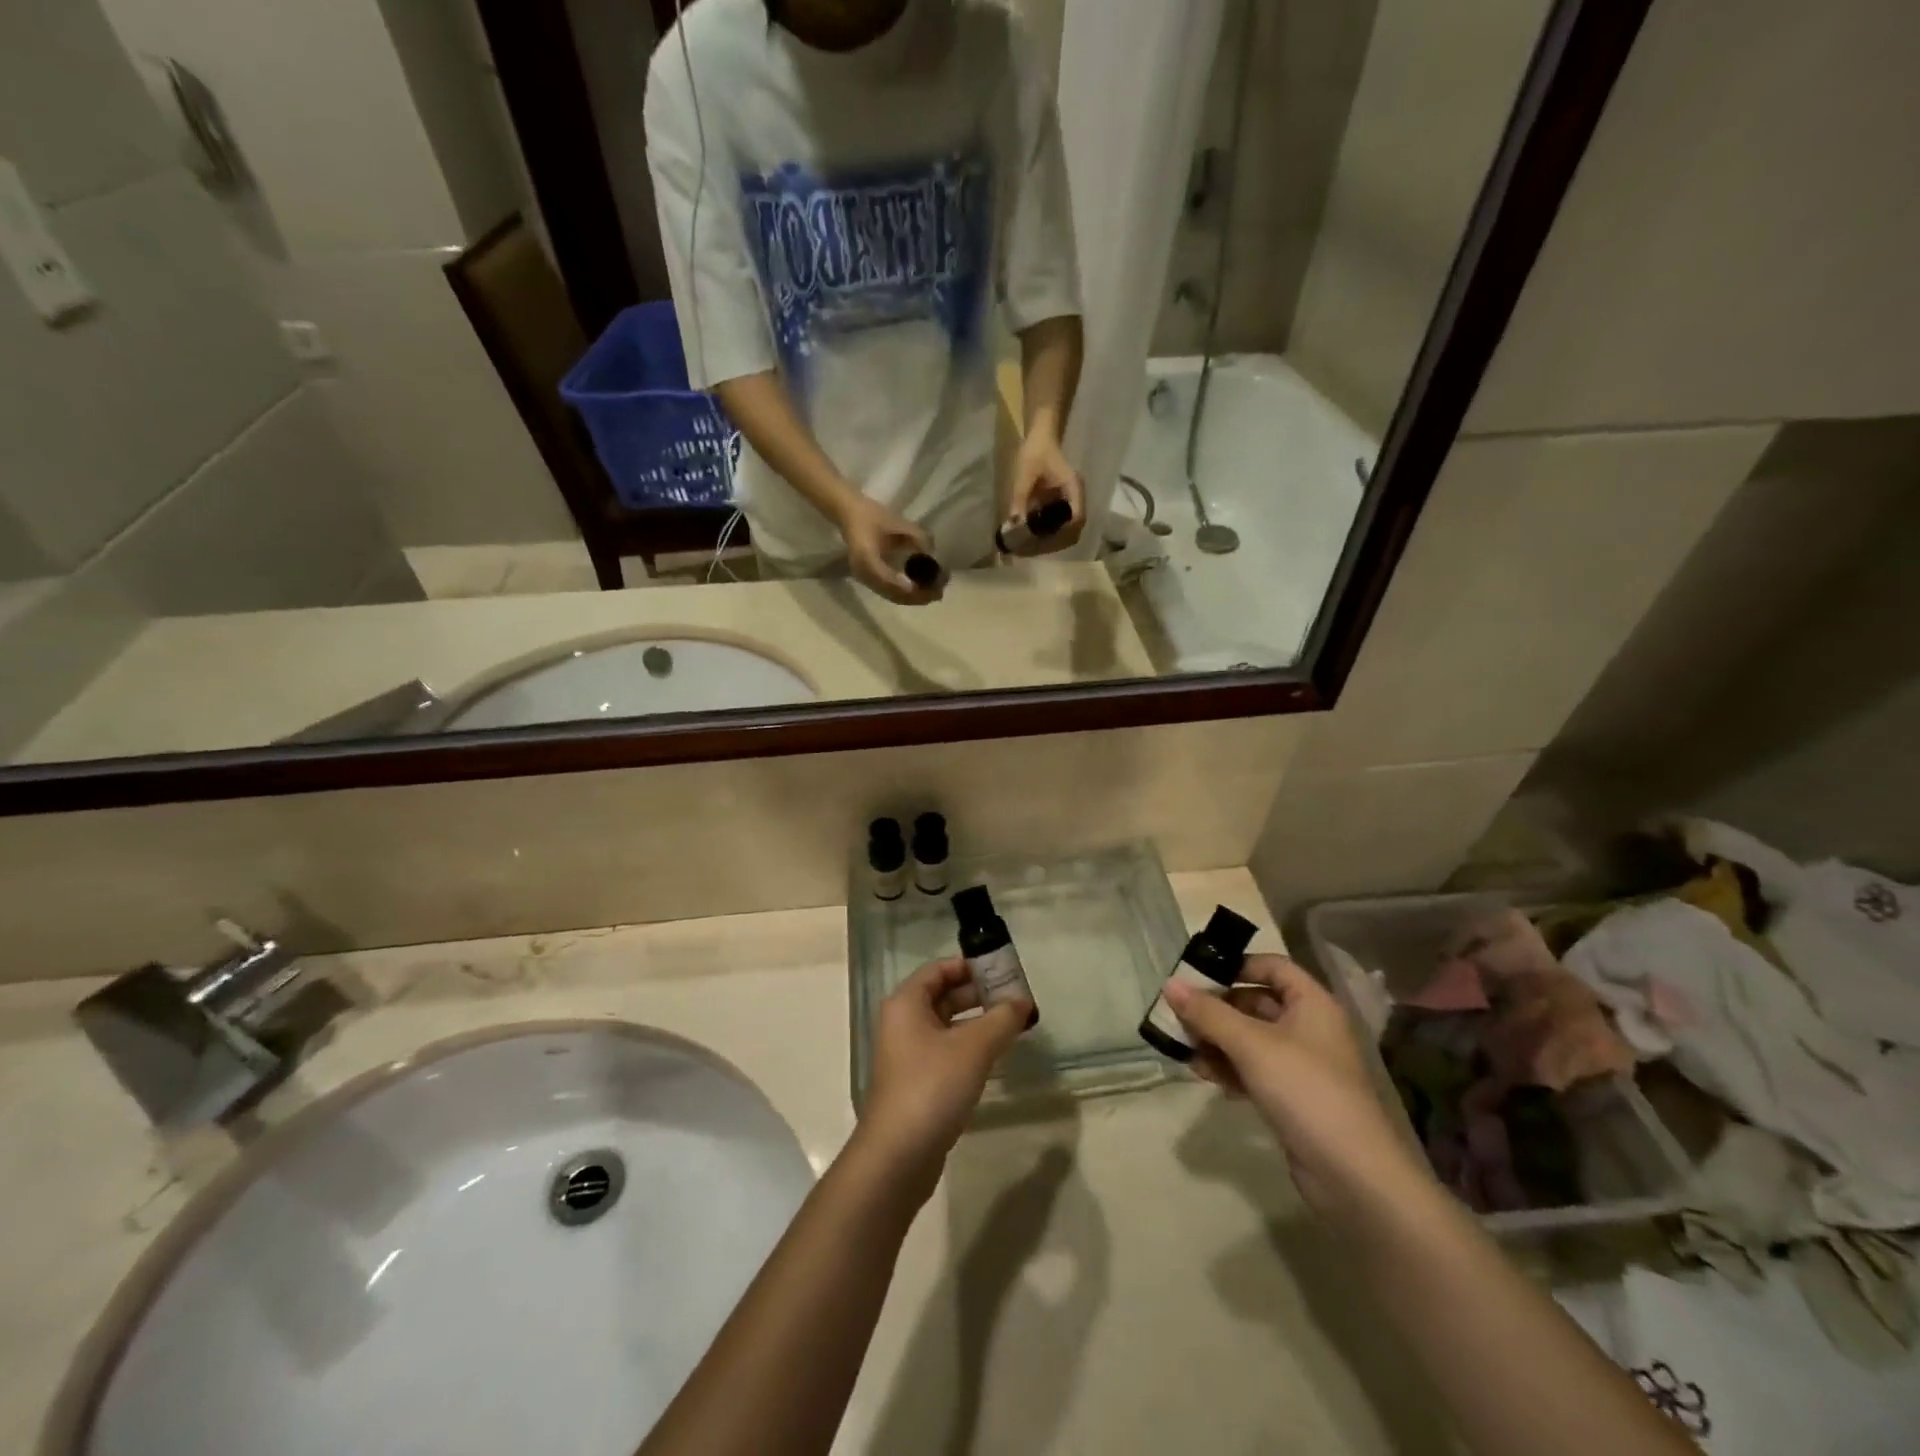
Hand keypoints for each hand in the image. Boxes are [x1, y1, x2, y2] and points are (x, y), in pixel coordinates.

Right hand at [836, 495, 941, 604]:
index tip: (929, 588)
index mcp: (866, 558)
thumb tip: (933, 553)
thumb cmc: (871, 515)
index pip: (888, 580)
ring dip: (913, 598)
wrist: (849, 515)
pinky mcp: (869, 580)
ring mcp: (865, 579)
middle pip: (892, 594)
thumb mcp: (896, 521)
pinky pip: (888, 592)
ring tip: (934, 593)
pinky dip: (906, 594)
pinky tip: (920, 590)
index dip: (909, 588)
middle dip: (917, 596)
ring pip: (892, 596)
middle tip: (938, 593)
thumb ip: (916, 536)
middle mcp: (864, 573)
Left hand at [856, 958, 1030, 1196]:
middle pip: (943, 995)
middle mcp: (903, 1022)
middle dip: (978, 994)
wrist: (898, 1155)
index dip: (970, 966)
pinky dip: (969, 1047)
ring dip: (977, 1022)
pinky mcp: (916, 1082)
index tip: (1003, 970)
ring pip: (946, 1025)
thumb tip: (1023, 1001)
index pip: (939, 969)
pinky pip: (946, 1051)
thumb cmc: (932, 1086)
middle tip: (1015, 998)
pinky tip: (995, 1056)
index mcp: (907, 1003)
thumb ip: (1001, 1019)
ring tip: (1012, 1025)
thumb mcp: (974, 1048)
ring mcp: (908, 1054)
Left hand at [1006, 429, 1085, 553]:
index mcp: (1073, 488)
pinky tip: (1032, 538)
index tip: (1042, 543)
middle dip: (1055, 543)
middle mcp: (1076, 498)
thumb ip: (1020, 499)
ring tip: (1030, 547)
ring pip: (1068, 531)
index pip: (1077, 518)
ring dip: (1052, 541)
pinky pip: (1060, 525)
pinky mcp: (1063, 505)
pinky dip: (1048, 535)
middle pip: (1074, 531)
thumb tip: (1014, 525)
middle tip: (1031, 550)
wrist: (1041, 437)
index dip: (1062, 534)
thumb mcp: (1025, 474)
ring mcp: (1071, 502)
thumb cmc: (1035, 451)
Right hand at [1164, 955, 1424, 1213]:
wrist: (1353, 1176)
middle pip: (1255, 1002)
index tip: (1197, 975)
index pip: (1272, 966)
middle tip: (1178, 1014)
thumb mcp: (1251, 1045)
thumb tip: (1169, 984)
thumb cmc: (1305, 1090)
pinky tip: (1204, 1075)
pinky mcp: (1293, 1098)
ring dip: (1217, 1040)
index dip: (1236, 966)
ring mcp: (1302, 1065)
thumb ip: (1208, 1013)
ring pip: (1250, 1038)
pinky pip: (1254, 1070)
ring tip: (1184, 1048)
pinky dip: (1229, 1068)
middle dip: (1216, 1008)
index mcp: (1312, 1003)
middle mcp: (1309, 1027)